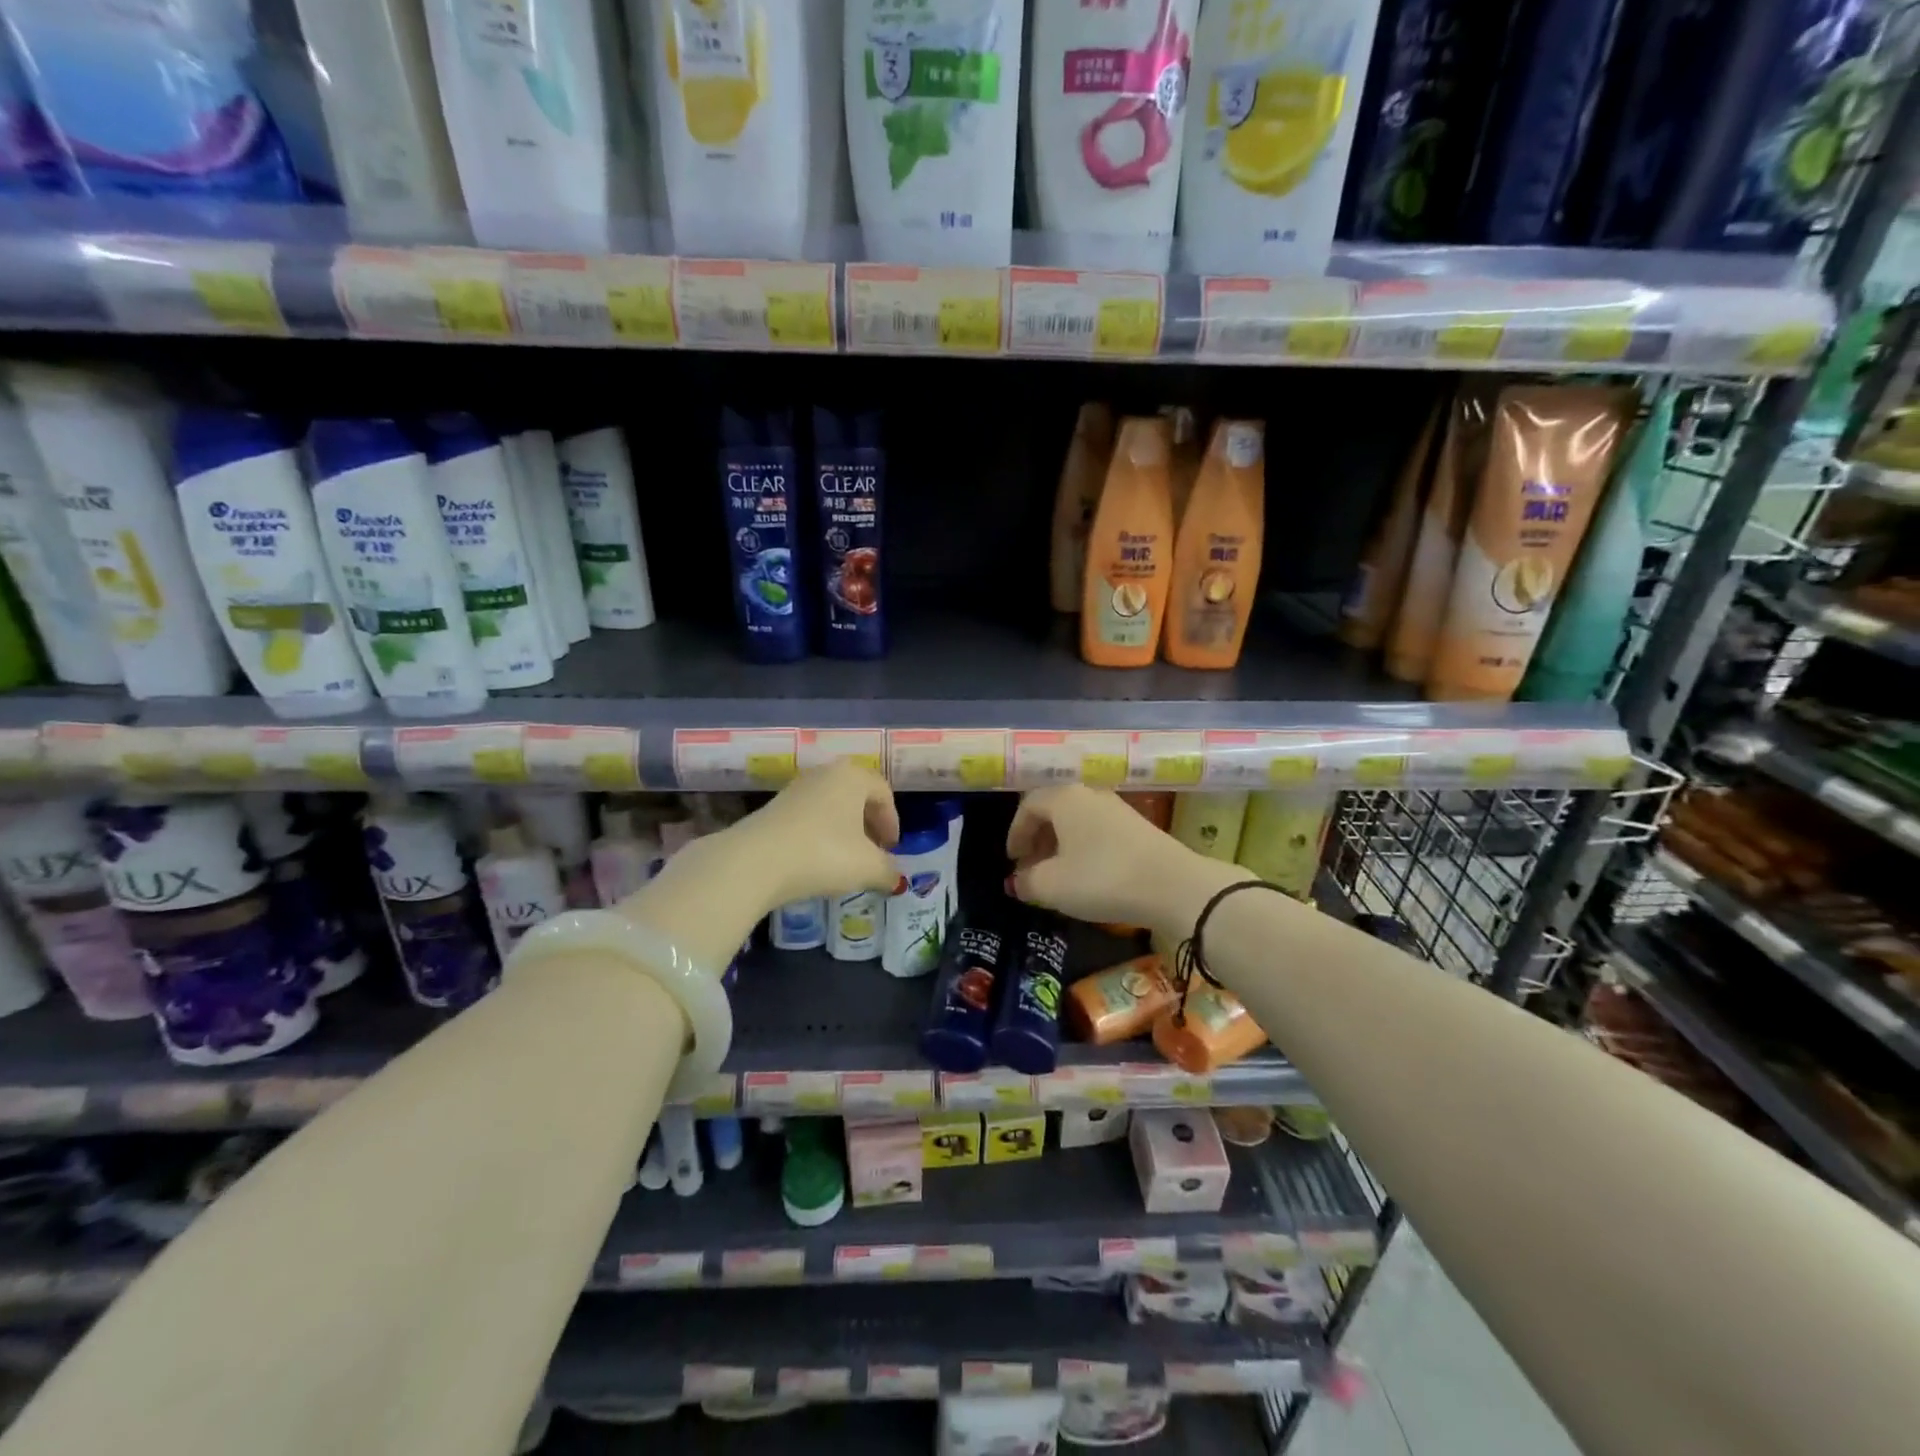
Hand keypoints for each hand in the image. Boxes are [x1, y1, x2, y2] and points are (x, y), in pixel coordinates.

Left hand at [621, 763, 898, 972]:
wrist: (755, 862)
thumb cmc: (824, 854)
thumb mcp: (868, 867)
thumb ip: (888, 871)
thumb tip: (896, 880)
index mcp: (853, 776)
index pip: (883, 792)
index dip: (892, 822)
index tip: (891, 849)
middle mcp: (825, 774)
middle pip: (856, 795)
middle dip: (868, 824)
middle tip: (873, 852)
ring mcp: (795, 789)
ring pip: (831, 806)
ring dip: (843, 830)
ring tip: (845, 860)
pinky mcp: (772, 808)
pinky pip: (808, 817)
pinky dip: (819, 834)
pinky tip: (816, 860)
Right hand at [1006, 786, 1247, 937]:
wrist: (1172, 885)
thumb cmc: (1102, 878)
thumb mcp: (1053, 886)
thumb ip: (1027, 881)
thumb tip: (1018, 881)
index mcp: (1064, 797)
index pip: (1028, 805)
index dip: (1015, 833)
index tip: (1012, 860)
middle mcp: (1089, 793)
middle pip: (1053, 809)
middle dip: (1037, 839)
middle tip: (1030, 868)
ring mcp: (1116, 807)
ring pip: (1077, 820)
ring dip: (1061, 844)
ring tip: (1057, 874)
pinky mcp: (1137, 826)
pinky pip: (1097, 830)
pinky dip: (1084, 847)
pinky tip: (1087, 874)